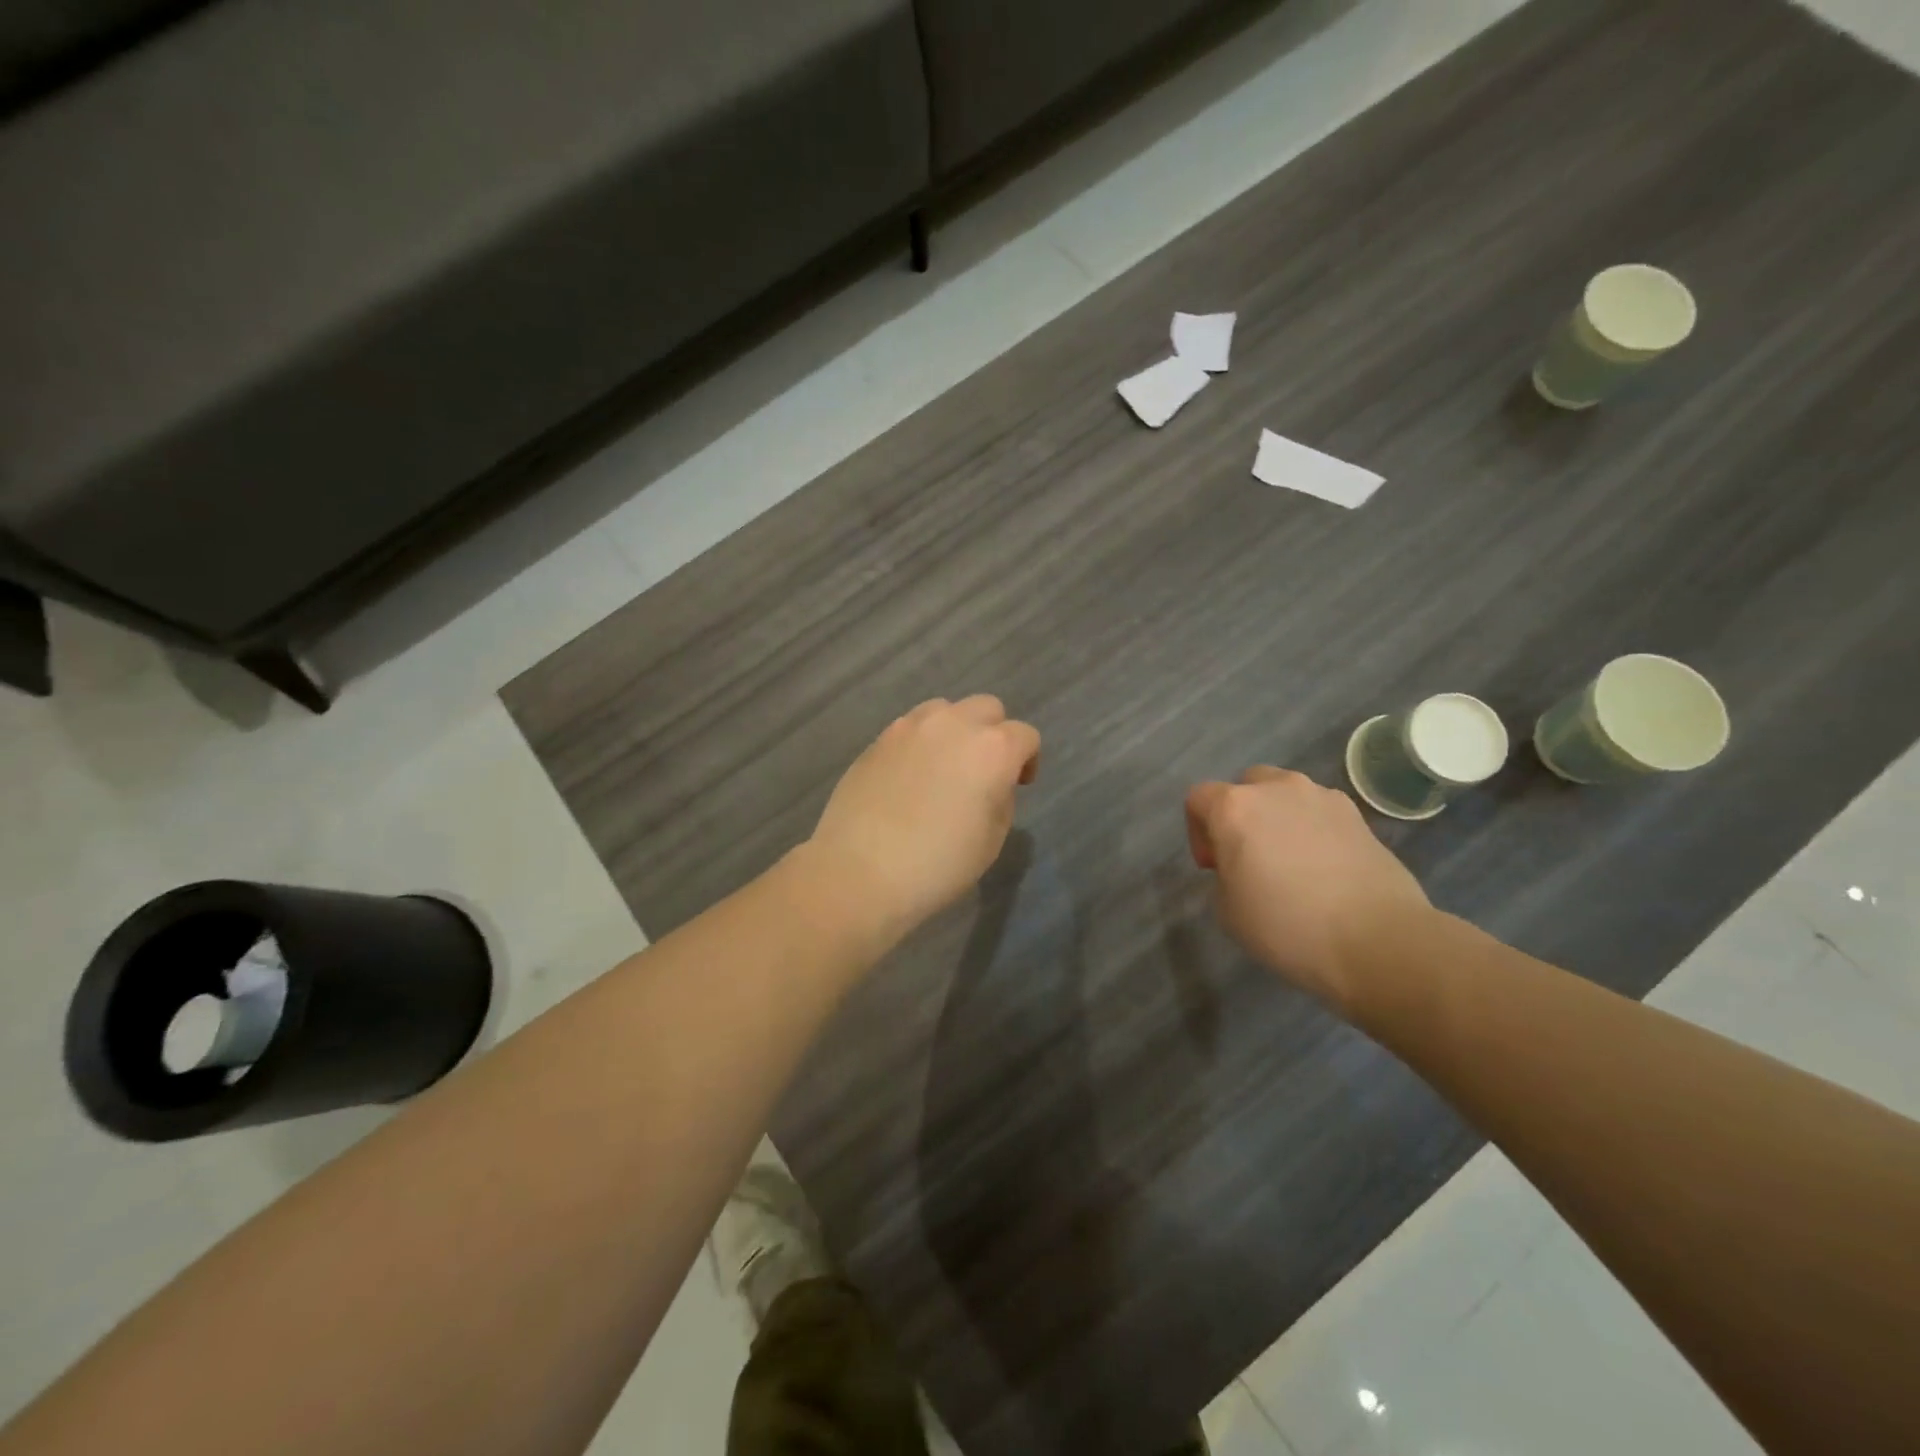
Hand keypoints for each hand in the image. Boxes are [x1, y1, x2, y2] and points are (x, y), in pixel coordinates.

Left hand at [802, 696, 1040, 948]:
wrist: (860, 871)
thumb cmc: (938, 865)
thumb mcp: (991, 840)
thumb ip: (1000, 798)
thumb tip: (989, 783)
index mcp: (992, 749)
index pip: (1025, 736)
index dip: (1028, 760)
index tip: (1019, 785)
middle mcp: (954, 725)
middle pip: (987, 708)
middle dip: (994, 732)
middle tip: (984, 770)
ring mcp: (910, 727)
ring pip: (945, 709)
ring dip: (955, 730)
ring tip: (944, 766)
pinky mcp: (878, 740)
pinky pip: (910, 728)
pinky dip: (921, 742)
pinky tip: (910, 777)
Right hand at [1185, 766, 1431, 1011]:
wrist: (1378, 941)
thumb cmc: (1287, 926)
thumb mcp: (1227, 910)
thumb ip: (1225, 874)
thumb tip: (1246, 865)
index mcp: (1235, 808)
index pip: (1199, 798)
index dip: (1197, 832)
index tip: (1213, 868)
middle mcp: (1277, 789)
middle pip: (1244, 786)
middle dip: (1240, 815)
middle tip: (1248, 857)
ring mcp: (1322, 798)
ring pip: (1286, 795)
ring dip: (1278, 818)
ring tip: (1290, 862)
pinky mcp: (1358, 816)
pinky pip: (1320, 813)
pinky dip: (1313, 830)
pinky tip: (1323, 869)